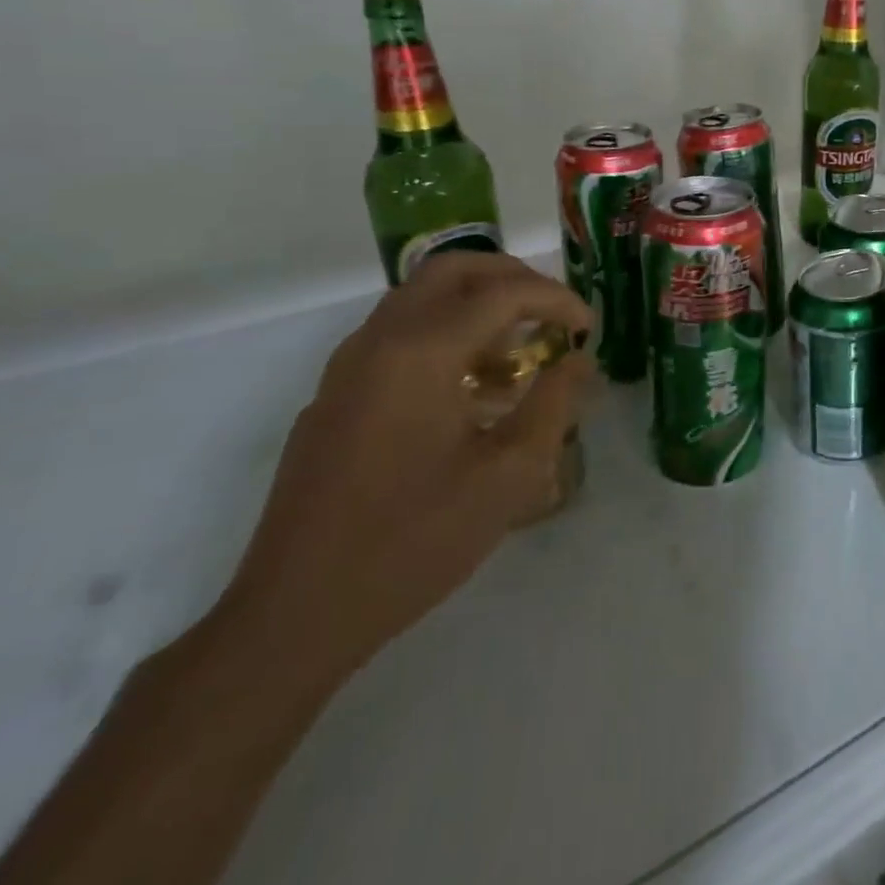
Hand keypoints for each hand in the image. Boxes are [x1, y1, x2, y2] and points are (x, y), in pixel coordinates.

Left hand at [216, 253, 595, 683]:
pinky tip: (470, 390)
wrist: (296, 614)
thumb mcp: (509, 476)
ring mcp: (348, 367)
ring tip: (520, 350)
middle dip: (513, 278)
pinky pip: (397, 335)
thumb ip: (553, 405)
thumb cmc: (414, 541)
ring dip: (477, 304)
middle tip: (552, 313)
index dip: (557, 301)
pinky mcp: (334, 396)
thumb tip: (578, 362)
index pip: (503, 293)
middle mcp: (379, 341)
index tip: (588, 329)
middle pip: (453, 269)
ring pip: (420, 298)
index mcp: (422, 353)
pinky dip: (445, 333)